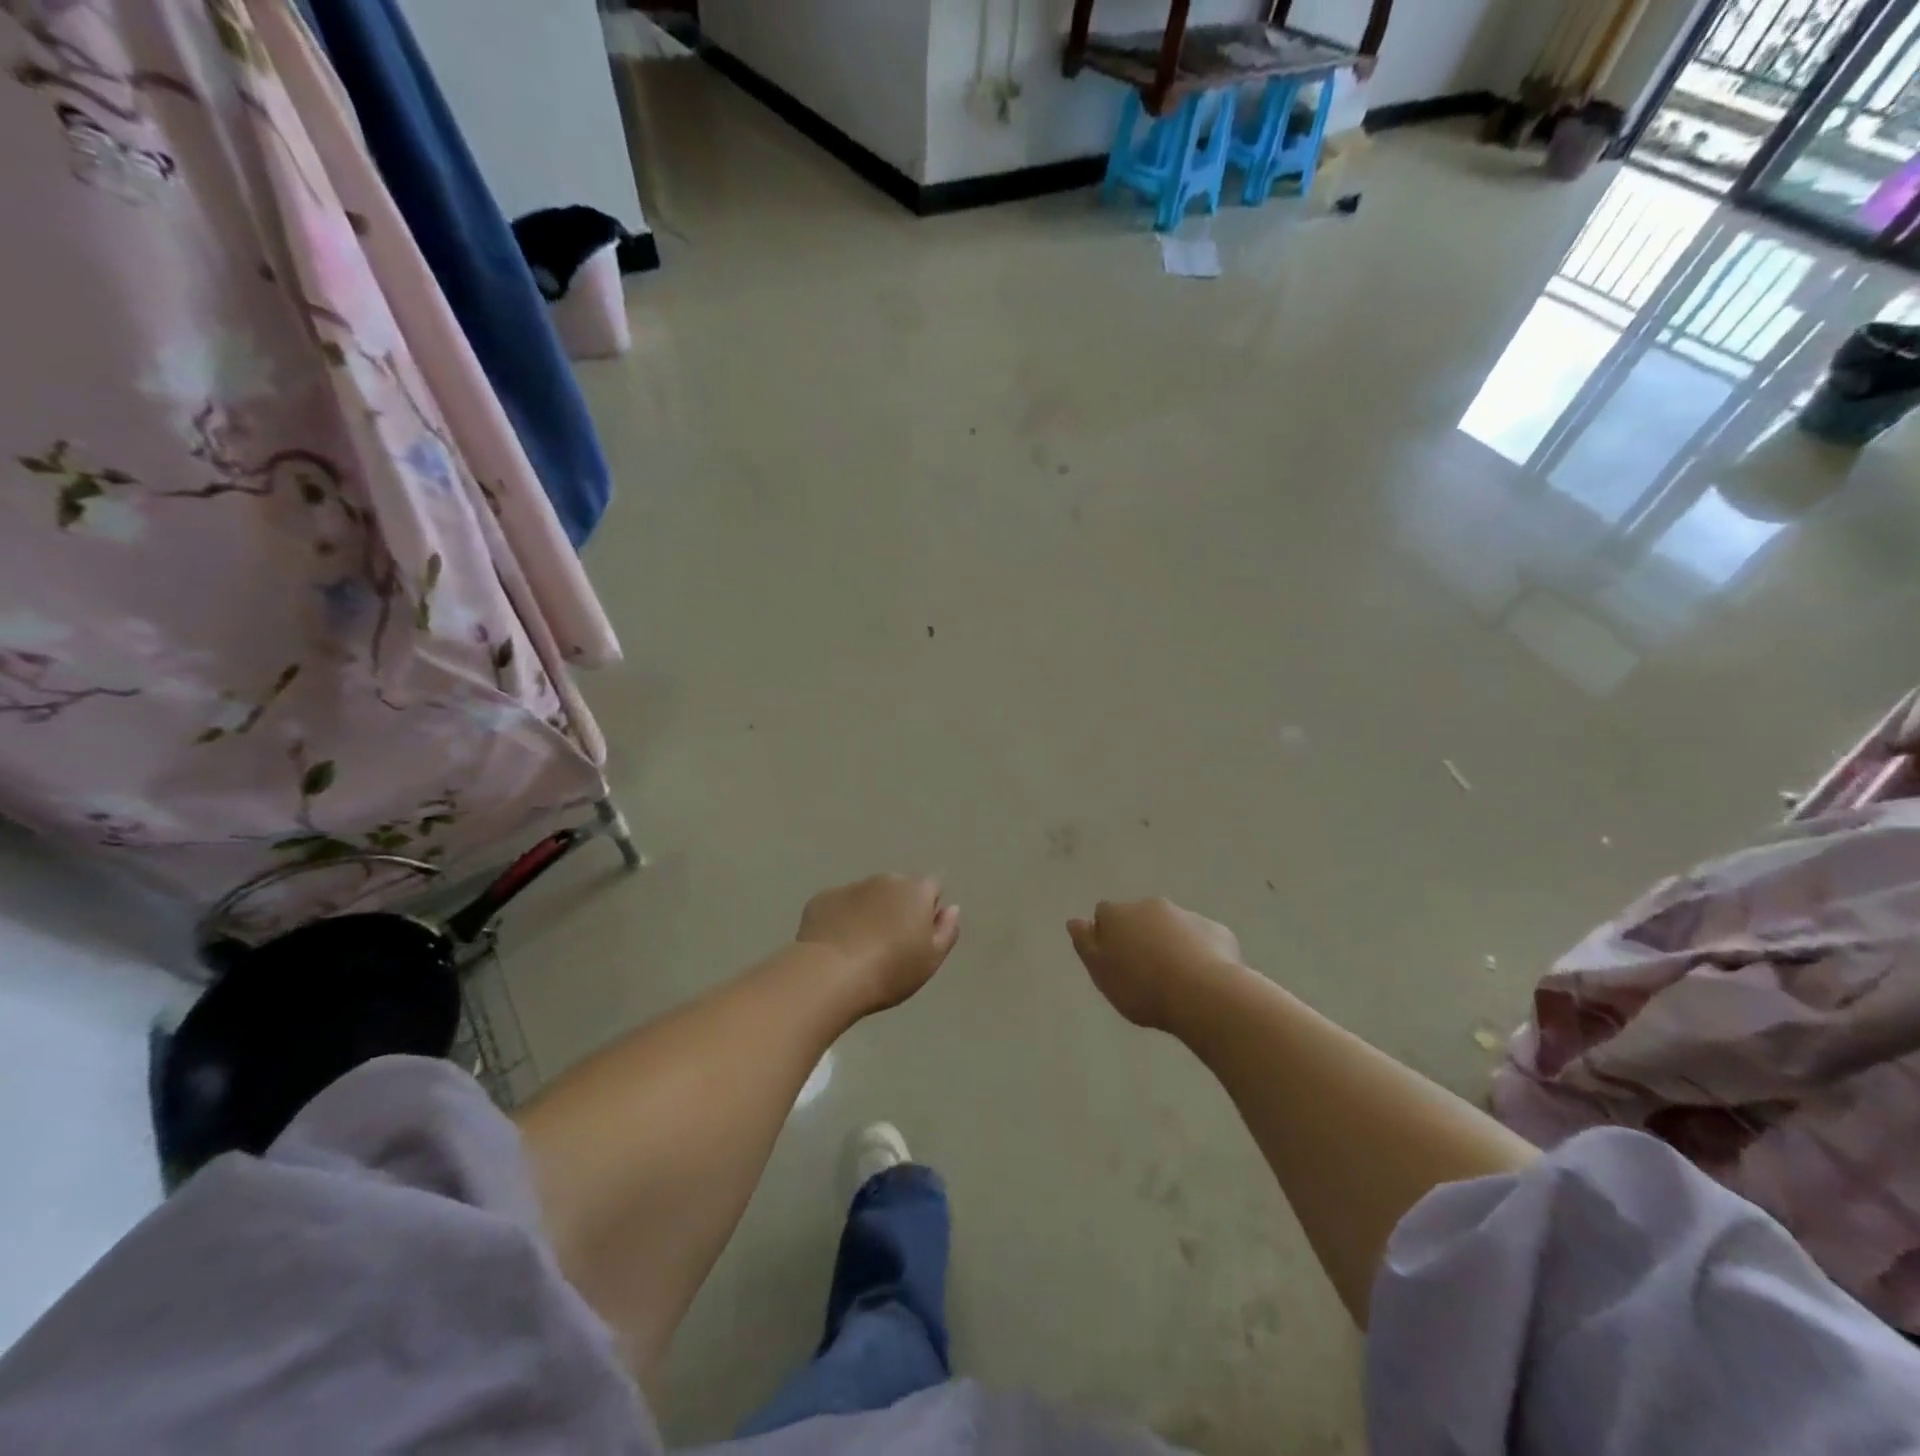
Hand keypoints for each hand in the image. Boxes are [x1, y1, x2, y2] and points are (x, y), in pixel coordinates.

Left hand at [797, 875, 960, 1014]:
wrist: (830, 975)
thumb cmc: (890, 970)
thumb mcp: (931, 960)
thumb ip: (947, 930)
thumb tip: (951, 908)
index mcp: (915, 891)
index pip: (933, 887)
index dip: (929, 908)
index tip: (919, 935)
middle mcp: (884, 880)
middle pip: (898, 889)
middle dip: (897, 908)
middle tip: (889, 944)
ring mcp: (850, 887)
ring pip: (867, 896)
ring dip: (868, 912)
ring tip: (859, 948)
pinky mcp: (822, 899)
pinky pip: (838, 905)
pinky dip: (840, 919)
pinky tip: (835, 946)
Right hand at [1067, 898, 1240, 1031]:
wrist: (1203, 994)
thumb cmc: (1141, 987)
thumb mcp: (1101, 972)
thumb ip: (1085, 943)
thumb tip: (1075, 920)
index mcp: (1119, 914)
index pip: (1104, 914)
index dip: (1107, 935)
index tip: (1114, 960)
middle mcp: (1151, 906)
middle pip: (1139, 918)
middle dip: (1140, 936)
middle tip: (1144, 972)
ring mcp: (1187, 915)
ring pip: (1172, 927)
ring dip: (1169, 943)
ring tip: (1175, 979)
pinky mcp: (1217, 931)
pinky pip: (1202, 939)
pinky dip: (1199, 952)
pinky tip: (1202, 979)